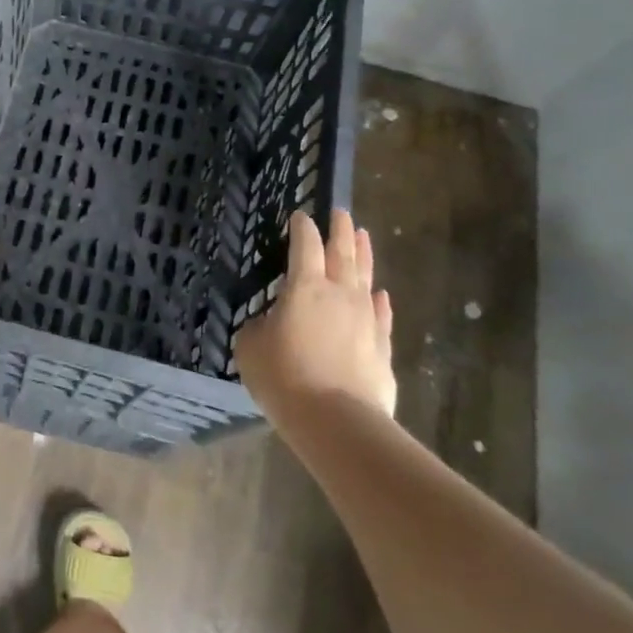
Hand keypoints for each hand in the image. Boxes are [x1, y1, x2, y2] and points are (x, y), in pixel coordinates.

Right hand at [234, 208, 395, 423]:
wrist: (336, 420)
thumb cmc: (284, 376)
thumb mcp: (251, 347)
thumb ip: (259, 327)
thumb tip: (270, 323)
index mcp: (305, 287)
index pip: (304, 246)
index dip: (302, 228)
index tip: (300, 215)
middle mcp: (339, 294)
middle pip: (342, 253)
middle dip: (340, 230)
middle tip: (341, 212)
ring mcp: (366, 319)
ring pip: (365, 278)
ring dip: (363, 255)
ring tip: (363, 236)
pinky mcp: (381, 347)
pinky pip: (381, 315)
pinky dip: (379, 302)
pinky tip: (380, 295)